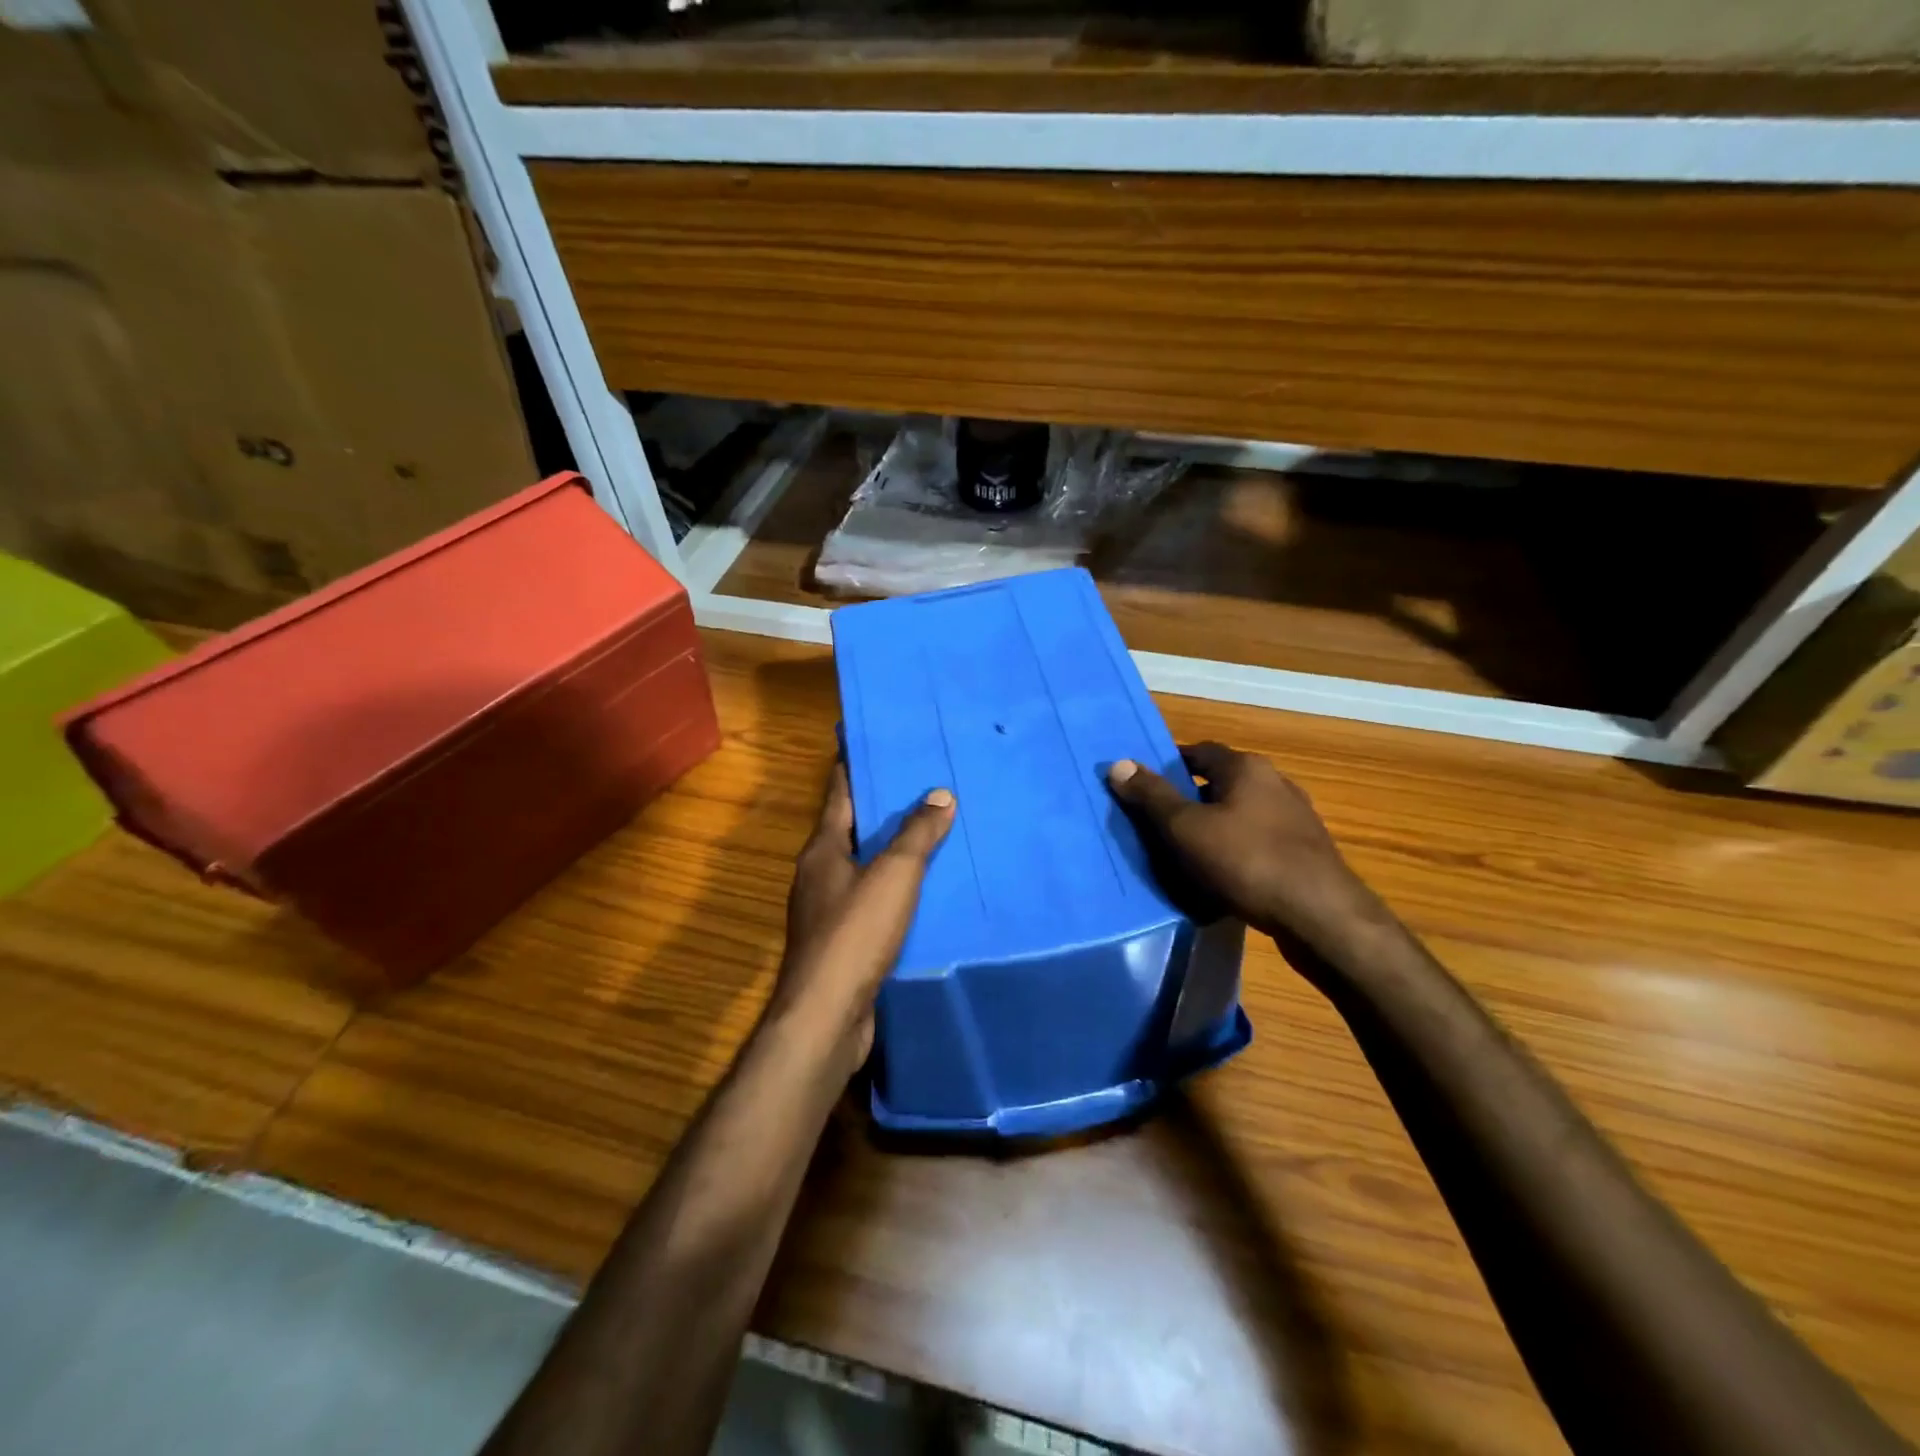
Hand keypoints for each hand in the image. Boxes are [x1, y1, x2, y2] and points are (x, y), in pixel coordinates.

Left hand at [776, 764, 955, 1067]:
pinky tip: (927, 890)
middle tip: (923, 783)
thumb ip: (917, 834)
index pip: (839, 793)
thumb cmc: (854, 934)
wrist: (827, 1017)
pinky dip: (896, 888)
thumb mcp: (893, 875)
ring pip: (865, 867)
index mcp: (822, 850)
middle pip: (852, 829)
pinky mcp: (844, 942)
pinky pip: (874, 900)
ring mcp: (828, 911)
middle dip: (884, 807)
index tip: (875, 742)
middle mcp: (820, 875)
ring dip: (893, 850)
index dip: (854, 765)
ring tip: (933, 831)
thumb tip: (940, 794)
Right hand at [1107, 742, 1381, 958]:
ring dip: (1215, 826)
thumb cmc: (1245, 862)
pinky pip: (1259, 840)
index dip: (1168, 766)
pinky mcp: (1306, 851)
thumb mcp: (1185, 829)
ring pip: (1241, 812)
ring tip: (1187, 853)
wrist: (1320, 916)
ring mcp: (1296, 817)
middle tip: (1159, 824)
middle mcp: (1275, 782)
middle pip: (1220, 782)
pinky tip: (1224, 876)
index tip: (1144, 788)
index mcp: (1245, 767)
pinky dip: (1237, 850)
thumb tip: (1118, 763)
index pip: (1198, 751)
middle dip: (1189, 799)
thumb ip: (1151, 796)